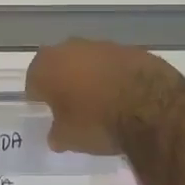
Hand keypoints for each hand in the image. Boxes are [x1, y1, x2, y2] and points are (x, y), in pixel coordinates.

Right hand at [25, 39, 184, 155]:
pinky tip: (124, 95)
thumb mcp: (69, 138)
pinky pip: (115, 64)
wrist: (151, 107)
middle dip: (64, 81)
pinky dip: (115, 76)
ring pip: (88, 61)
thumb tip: (56, 134)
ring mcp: (103, 46)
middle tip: (72, 105)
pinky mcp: (131, 49)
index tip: (46, 110)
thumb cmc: (97, 122)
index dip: (39, 96)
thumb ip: (57, 133)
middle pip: (60, 64)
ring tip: (101, 101)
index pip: (33, 80)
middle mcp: (70, 48)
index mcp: (47, 66)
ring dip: (91, 76)